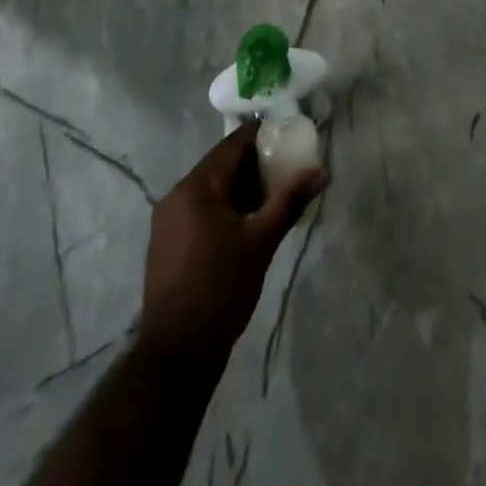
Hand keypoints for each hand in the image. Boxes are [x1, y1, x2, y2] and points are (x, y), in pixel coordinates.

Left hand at [138, 121, 322, 358]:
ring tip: (274, 193)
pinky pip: (200, 209)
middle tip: (288, 165)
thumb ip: (289, 201)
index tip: (288, 133)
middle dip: (254, 163)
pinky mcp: (166, 242)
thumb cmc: (221, 287)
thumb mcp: (262, 241)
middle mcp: (177, 195)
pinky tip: (248, 221)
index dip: (261, 135)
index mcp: (197, 186)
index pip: (232, 144)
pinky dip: (225, 206)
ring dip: (240, 186)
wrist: (177, 351)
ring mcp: (167, 220)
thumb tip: (319, 171)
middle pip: (221, 165)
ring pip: (211, 188)